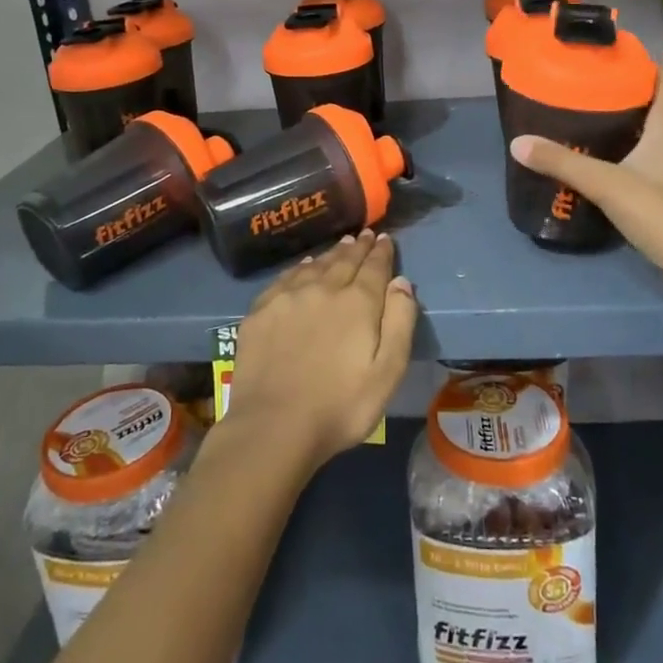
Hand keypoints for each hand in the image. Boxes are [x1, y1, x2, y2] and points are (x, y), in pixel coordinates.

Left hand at [224, 230, 417, 468]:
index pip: (374, 267)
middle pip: (344, 260)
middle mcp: (323, 289)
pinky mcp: (261, 311)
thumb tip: (401, 282)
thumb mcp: (387, 372)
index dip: (382, 252)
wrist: (273, 426)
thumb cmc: (340, 406)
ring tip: (341, 245)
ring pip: (315, 265)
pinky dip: (300, 268)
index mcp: (357, 302)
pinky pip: (286, 278)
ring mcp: (288, 298)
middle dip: (358, 247)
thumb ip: (399, 322)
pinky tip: (304, 267)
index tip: (385, 239)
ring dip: (332, 254)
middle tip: (365, 235)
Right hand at [509, 68, 662, 338]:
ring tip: (588, 132)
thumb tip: (518, 143)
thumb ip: (562, 163)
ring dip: (627, 134)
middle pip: (656, 109)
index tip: (608, 61)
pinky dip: (632, 165)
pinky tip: (606, 174)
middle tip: (584, 97)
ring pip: (655, 142)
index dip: (641, 65)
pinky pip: (655, 171)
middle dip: (624, 100)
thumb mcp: (607, 185)